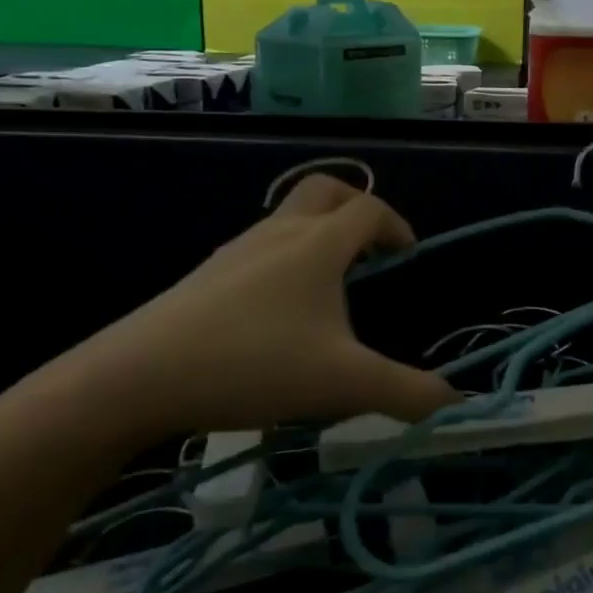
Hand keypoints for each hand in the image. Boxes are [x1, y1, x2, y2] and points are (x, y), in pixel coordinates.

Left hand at [73, 175, 456, 436]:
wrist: (137, 377)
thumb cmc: (254, 364)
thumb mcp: (343, 384)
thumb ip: (407, 394)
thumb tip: (455, 402)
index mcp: (319, 244)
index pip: (369, 209)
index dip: (396, 225)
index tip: (407, 255)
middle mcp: (280, 232)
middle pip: (326, 190)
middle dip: (356, 209)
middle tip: (371, 248)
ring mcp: (237, 250)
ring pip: (289, 217)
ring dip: (319, 234)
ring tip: (331, 285)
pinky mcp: (207, 275)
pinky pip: (261, 245)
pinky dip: (287, 257)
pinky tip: (281, 312)